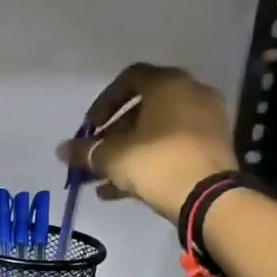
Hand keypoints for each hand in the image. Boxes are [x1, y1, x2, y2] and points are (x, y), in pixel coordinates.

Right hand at [57, 64, 237, 221]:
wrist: (209, 198)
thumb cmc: (157, 163)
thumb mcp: (112, 157)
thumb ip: (85, 151)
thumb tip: (62, 150)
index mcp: (169, 85)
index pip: (130, 78)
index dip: (104, 102)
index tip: (91, 128)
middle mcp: (192, 95)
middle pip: (144, 109)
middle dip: (114, 134)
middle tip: (97, 154)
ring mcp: (207, 123)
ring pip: (158, 132)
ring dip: (128, 152)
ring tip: (103, 178)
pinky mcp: (213, 149)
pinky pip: (173, 148)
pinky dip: (149, 162)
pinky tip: (121, 191)